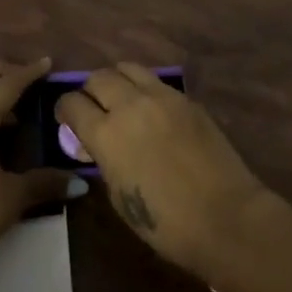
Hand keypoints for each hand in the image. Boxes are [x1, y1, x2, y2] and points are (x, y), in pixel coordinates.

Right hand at [56, 64, 267, 280]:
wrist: (226, 217)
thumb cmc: (166, 223)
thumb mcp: (119, 196)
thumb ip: (103, 161)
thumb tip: (95, 145)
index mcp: (106, 134)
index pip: (72, 103)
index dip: (64, 110)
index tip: (67, 120)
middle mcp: (130, 105)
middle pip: (98, 78)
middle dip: (90, 91)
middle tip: (94, 109)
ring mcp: (162, 97)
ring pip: (128, 68)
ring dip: (117, 81)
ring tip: (122, 100)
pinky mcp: (187, 99)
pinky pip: (156, 82)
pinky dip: (145, 89)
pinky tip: (151, 110)